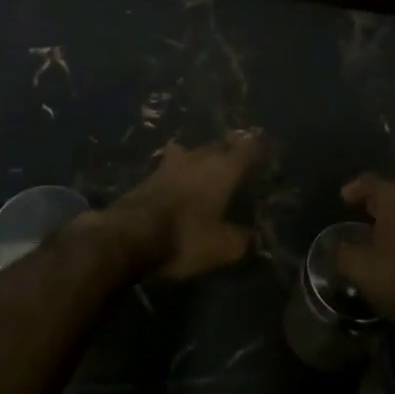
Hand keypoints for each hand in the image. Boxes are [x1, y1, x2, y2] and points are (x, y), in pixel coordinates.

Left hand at [106, 131, 262, 278]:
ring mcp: (171, 164)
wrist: (129, 235)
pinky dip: (180, 170)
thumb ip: (242, 239)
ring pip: (193, 153)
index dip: (257, 147)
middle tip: (237, 162)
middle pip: (218, 146)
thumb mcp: (223, 247)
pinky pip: (172, 165)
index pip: (246, 149)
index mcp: (223, 169)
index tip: (264, 147)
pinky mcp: (149, 175)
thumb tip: (252, 236)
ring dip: (202, 159)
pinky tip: (180, 182)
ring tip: (208, 169)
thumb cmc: (185, 236)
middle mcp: (199, 158)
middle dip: (229, 151)